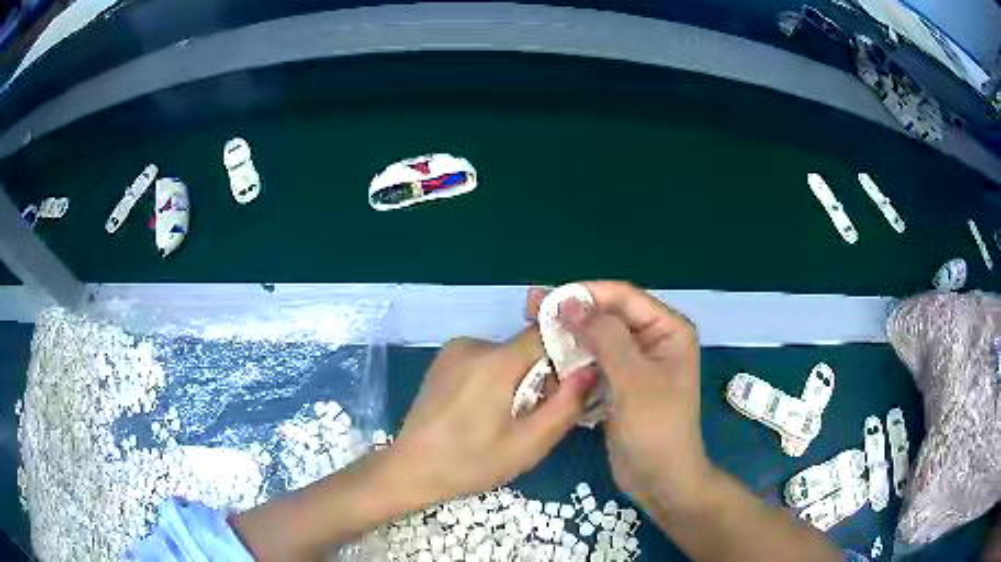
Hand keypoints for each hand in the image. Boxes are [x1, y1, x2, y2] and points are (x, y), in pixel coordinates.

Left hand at [394, 329, 597, 502]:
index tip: (569, 386)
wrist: (411, 468)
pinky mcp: (443, 361)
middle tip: (533, 415)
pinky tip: (482, 412)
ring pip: (506, 355)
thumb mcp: (528, 444)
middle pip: (526, 347)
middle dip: (540, 375)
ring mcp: (454, 350)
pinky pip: (484, 360)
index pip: (547, 335)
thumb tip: (590, 369)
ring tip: (505, 418)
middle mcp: (474, 344)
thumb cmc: (471, 462)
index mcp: (496, 361)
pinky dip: (495, 379)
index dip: (566, 356)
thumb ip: (565, 405)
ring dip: (516, 379)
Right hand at [528, 282, 711, 510]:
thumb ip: (605, 338)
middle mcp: (653, 340)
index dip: (585, 294)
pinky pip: (594, 361)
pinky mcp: (620, 383)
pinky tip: (546, 356)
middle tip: (530, 308)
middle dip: (572, 313)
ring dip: (568, 335)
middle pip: (608, 315)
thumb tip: (569, 302)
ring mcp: (636, 363)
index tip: (546, 299)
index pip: (623, 297)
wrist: (660, 480)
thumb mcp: (633, 381)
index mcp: (668, 330)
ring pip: (597, 338)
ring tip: (532, 328)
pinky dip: (572, 358)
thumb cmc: (656, 429)